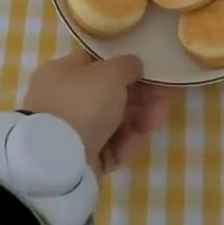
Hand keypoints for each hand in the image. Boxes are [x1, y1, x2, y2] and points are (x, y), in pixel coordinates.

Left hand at [21, 50, 172, 174]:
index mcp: (63, 72)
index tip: (151, 73)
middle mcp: (63, 100)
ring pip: (112, 122)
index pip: (98, 64)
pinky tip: (133, 143)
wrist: (58, 160)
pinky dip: (123, 145)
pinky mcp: (79, 160)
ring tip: (157, 120)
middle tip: (164, 99)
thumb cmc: (83, 103)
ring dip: (137, 120)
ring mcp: (70, 132)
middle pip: (109, 95)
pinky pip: (107, 147)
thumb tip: (134, 66)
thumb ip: (127, 65)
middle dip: (139, 97)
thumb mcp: (111, 72)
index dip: (126, 68)